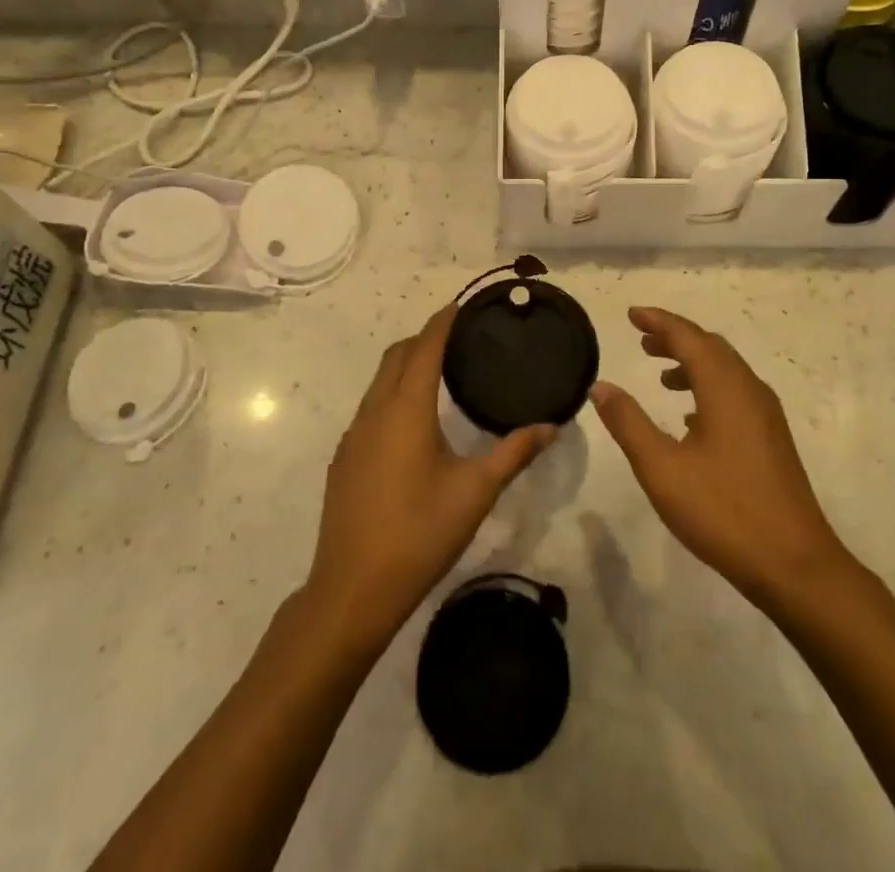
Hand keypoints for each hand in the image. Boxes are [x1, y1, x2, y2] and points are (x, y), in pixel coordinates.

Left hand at [305, 305, 554, 644]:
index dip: (442, 322)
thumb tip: (551, 426)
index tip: (461, 305)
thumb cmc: (420, 533)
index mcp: (406, 410)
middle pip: (396, 357)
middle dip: (423, 338)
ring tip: (439, 373)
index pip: (424, 348)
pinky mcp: (344, 459)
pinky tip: (412, 423)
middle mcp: (374, 412)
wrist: (352, 590)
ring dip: (405, 366)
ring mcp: (353, 436)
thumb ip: (514, 453)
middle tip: (457, 338)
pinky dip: (391, 394)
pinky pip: (369, 408)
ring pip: (378, 382)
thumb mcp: (476, 492)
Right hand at [592, 307, 848, 607]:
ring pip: (725, 370)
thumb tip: (601, 386)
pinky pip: (735, 393)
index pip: (688, 337)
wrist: (794, 565)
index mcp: (725, 388)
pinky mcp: (772, 438)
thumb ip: (628, 423)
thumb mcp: (662, 469)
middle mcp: (749, 390)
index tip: (632, 315)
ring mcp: (766, 415)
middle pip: (710, 347)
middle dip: (675, 338)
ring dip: (692, 362)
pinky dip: (708, 387)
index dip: (659, 321)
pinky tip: (689, 417)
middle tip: (642, 339)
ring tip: (660, 374)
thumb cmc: (723, 512)